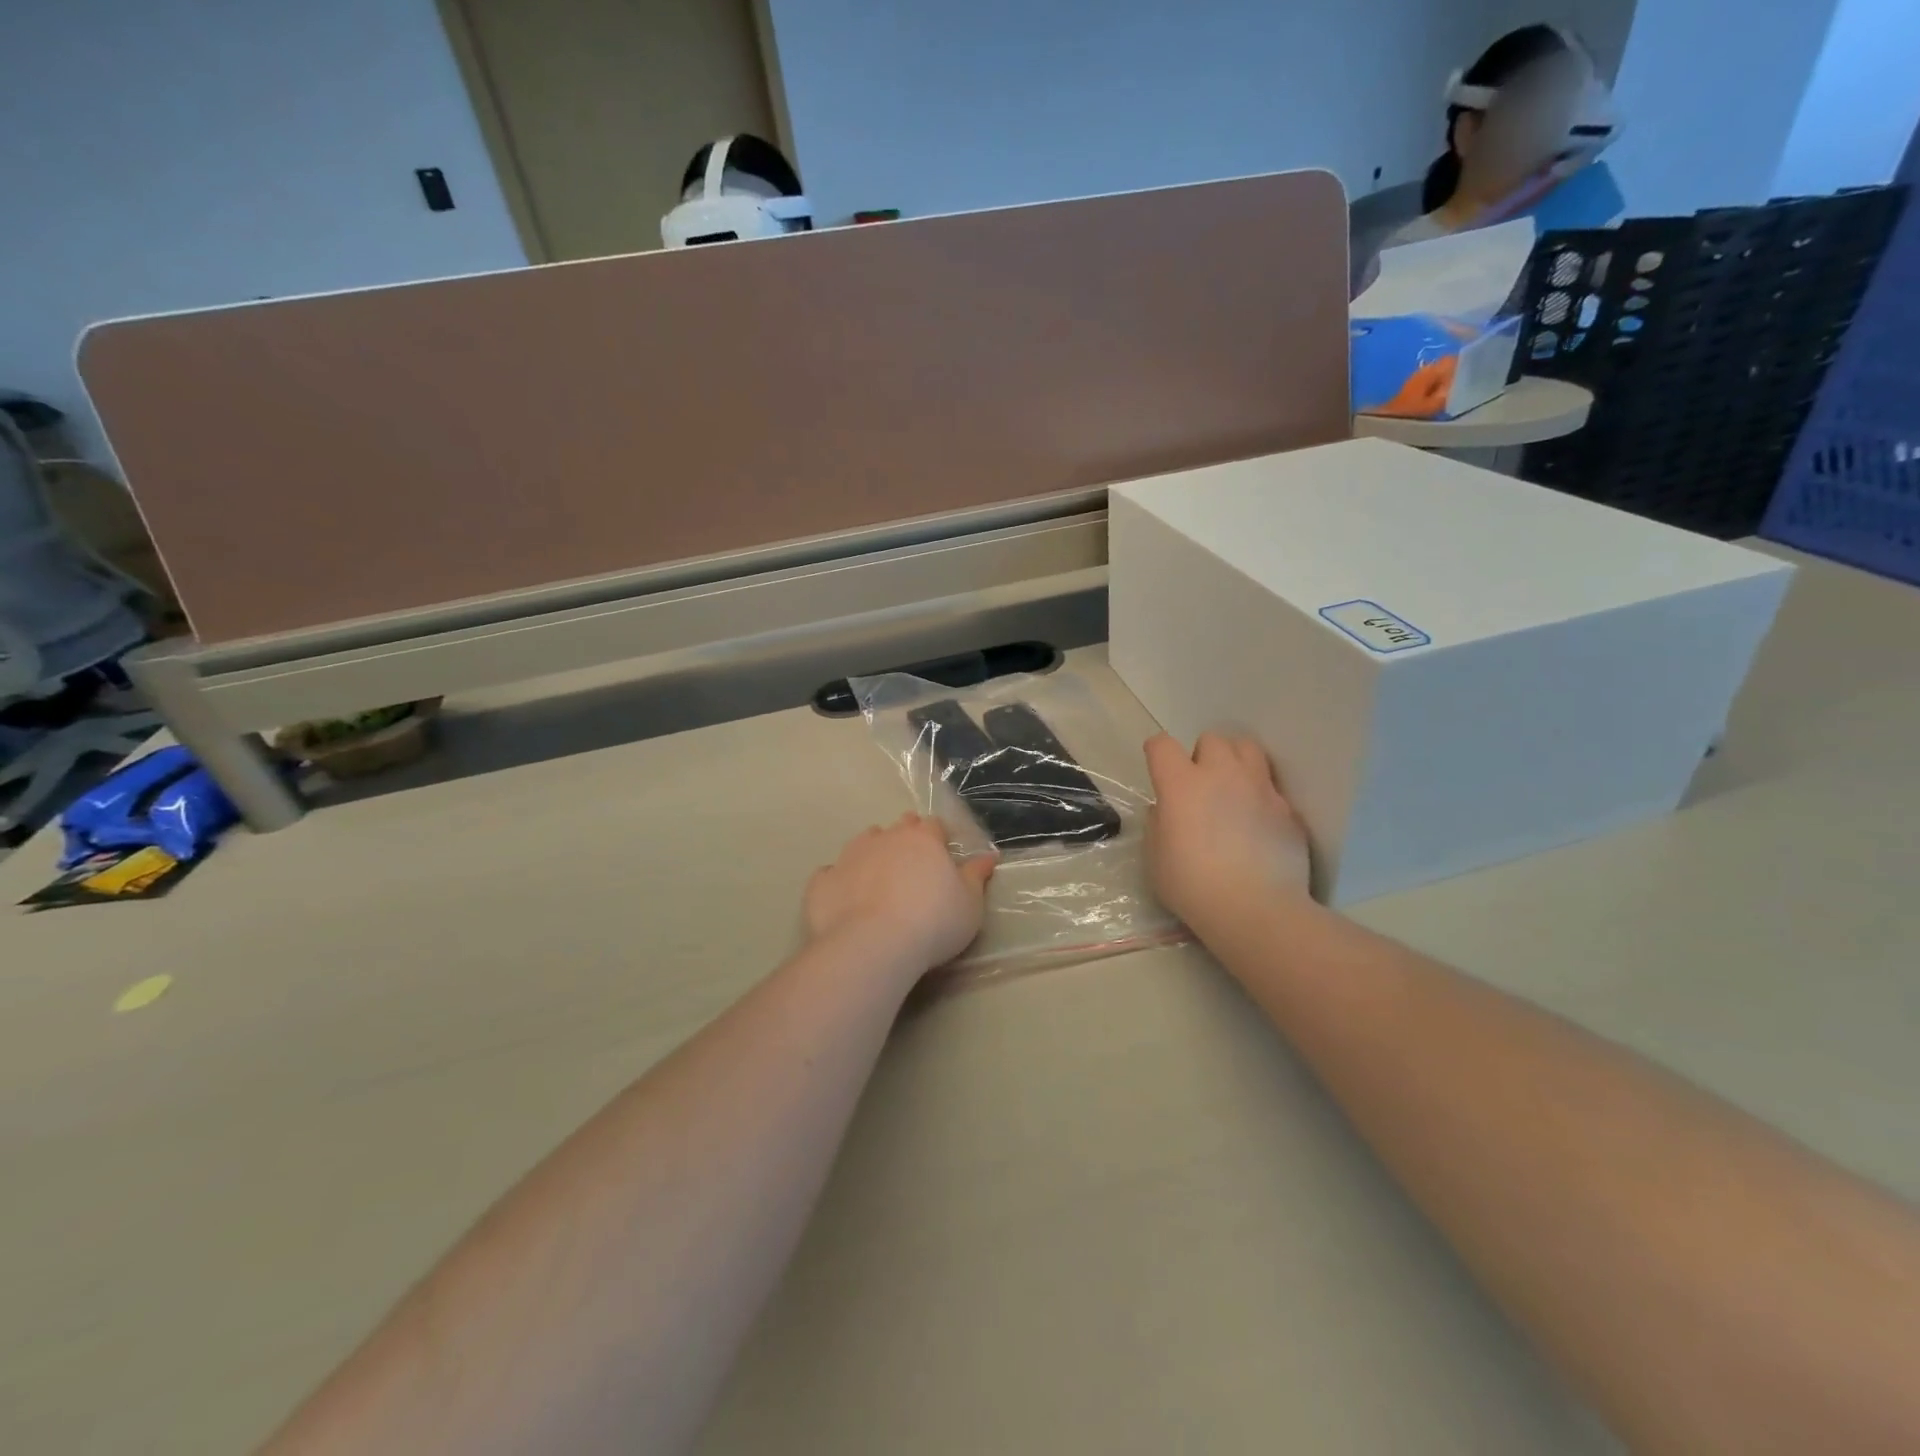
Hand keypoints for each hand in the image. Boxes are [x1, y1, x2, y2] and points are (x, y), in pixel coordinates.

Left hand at [805, 815, 996, 971]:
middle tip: (913, 864)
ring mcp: (849, 856)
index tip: (943, 855)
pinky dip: (838, 880)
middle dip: (906, 838)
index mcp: (923, 839)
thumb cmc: (933, 922)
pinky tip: (844, 897)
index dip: (939, 837)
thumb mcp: (970, 905)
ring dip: (872, 853)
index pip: (933, 826)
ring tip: (878, 878)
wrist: (872, 945)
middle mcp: (885, 838)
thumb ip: (977, 877)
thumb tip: (989, 856)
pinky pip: (830, 873)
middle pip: (898, 827)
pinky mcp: (822, 881)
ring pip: (862, 842)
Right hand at [1144, 732, 1311, 938]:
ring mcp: (1259, 788)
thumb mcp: (1155, 859)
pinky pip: (1270, 787)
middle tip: (1199, 785)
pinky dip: (1260, 796)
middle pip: (1212, 739)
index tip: (1157, 770)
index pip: (1162, 745)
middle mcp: (1222, 775)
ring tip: (1232, 788)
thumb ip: (1158, 825)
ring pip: (1248, 749)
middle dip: (1202, 756)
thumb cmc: (1192, 886)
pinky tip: (1256, 823)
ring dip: (1235, 761)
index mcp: (1181, 784)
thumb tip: (1165, 810)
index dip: (1156, 753)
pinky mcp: (1287, 809)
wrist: (1255, 909)